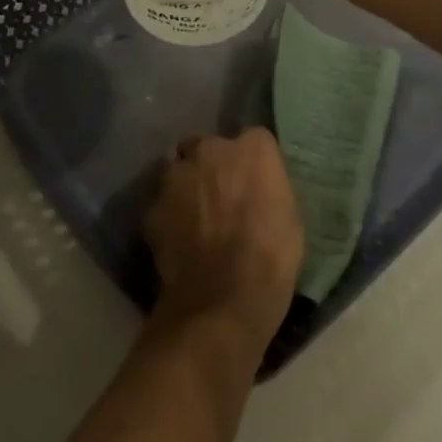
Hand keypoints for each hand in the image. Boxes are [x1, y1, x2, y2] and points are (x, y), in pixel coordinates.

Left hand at [145, 128, 302, 355]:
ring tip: (192, 213)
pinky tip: (176, 238)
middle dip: (209, 164)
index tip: (253, 183)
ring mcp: (177, 177)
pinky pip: (160, 204)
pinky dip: (167, 216)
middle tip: (218, 194)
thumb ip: (267, 188)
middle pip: (206, 145)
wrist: (223, 301)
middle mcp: (211, 150)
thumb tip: (257, 191)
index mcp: (253, 149)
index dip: (251, 163)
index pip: (253, 140)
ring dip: (183, 183)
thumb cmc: (271, 257)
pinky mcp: (152, 208)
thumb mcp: (289, 216)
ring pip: (175, 168)